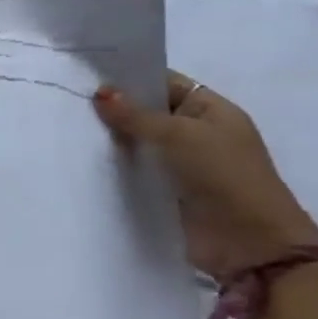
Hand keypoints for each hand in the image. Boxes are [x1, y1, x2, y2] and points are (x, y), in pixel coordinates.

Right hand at [93, 73, 317, 282]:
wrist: (248, 243)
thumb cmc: (223, 176)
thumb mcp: (179, 135)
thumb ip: (136, 115)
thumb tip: (101, 92)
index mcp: (211, 110)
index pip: (165, 83)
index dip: (131, 78)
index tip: (88, 75)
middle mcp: (196, 132)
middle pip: (148, 113)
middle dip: (115, 109)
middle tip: (70, 101)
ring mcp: (182, 164)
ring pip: (139, 143)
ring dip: (112, 140)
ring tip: (71, 128)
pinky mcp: (167, 192)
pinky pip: (137, 171)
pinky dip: (116, 167)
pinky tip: (85, 159)